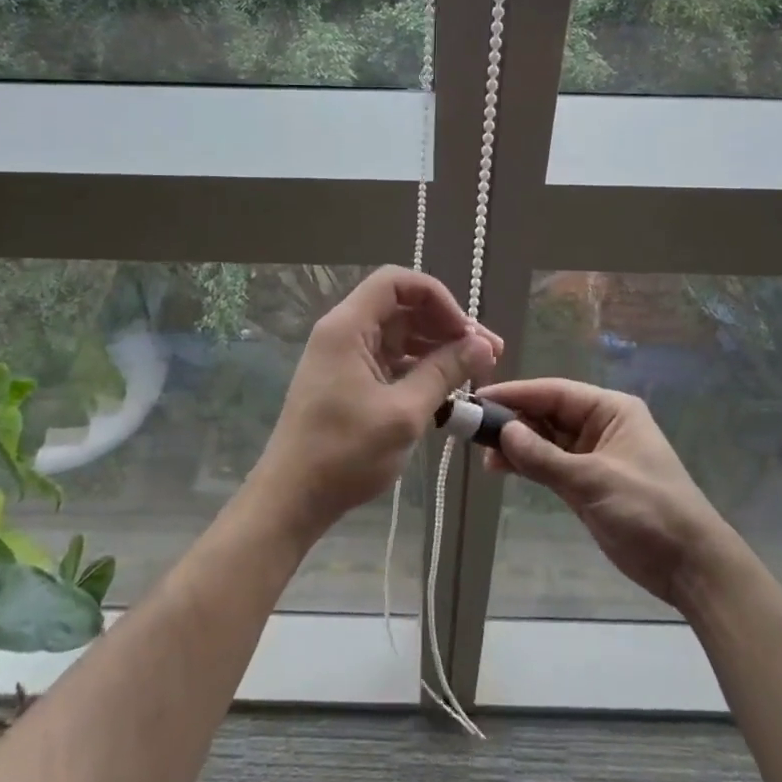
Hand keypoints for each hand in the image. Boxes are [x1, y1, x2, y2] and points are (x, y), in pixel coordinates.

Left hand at [252, 267, 500, 542]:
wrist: (292, 499)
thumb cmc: (344, 453)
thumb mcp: (403, 413)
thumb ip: (444, 373)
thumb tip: (484, 345)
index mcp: (348, 327)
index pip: (396, 282)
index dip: (437, 297)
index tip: (465, 330)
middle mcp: (345, 333)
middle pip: (402, 308)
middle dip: (446, 325)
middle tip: (489, 353)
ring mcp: (346, 358)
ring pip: (400, 335)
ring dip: (438, 347)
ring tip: (476, 371)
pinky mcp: (350, 381)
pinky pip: (391, 360)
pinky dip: (420, 368)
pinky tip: (449, 388)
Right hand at [479, 379, 738, 609]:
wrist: (691, 566)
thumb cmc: (648, 511)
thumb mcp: (593, 481)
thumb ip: (544, 457)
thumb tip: (503, 431)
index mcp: (610, 410)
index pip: (555, 392)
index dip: (516, 394)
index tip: (479, 398)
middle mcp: (600, 425)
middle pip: (547, 413)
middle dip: (513, 421)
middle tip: (473, 431)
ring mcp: (593, 455)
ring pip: (545, 440)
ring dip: (517, 445)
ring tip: (483, 456)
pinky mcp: (587, 483)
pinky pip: (550, 464)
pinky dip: (528, 465)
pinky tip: (502, 468)